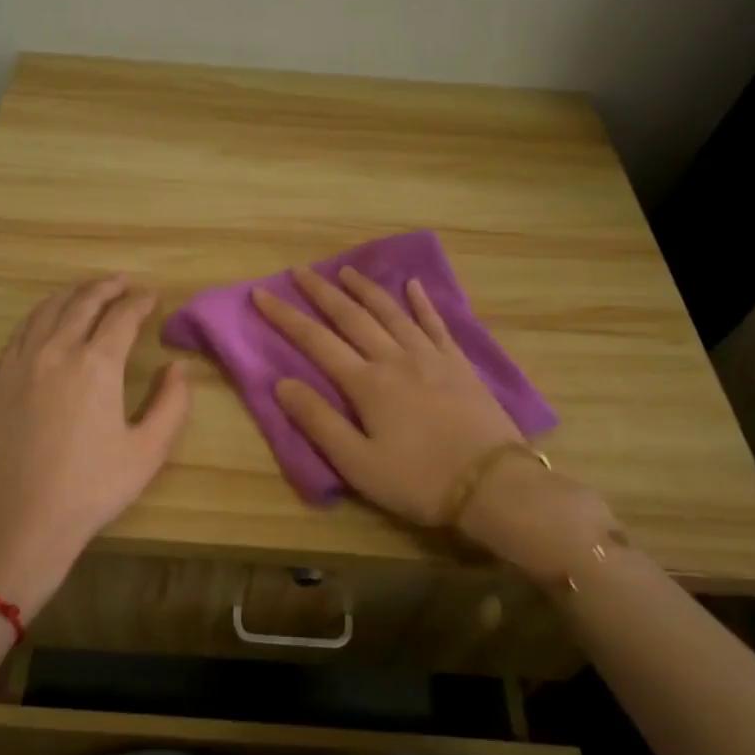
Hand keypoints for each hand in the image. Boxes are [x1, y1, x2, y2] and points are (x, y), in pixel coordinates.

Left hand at [0, 277, 190, 617]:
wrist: (19, 520)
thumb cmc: (91, 488)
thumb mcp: (147, 452)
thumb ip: (171, 404)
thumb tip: (179, 368)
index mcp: (97, 365)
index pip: (122, 317)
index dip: (140, 302)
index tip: (153, 296)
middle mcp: (57, 351)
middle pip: (83, 302)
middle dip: (107, 287)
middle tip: (124, 282)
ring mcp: (22, 363)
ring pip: (48, 310)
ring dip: (73, 293)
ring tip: (89, 290)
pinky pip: (22, 330)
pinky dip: (42, 313)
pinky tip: (48, 319)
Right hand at [254, 266, 616, 583]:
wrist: (492, 484)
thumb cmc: (418, 480)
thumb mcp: (357, 463)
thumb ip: (319, 421)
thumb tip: (283, 383)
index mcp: (367, 383)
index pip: (316, 341)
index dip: (285, 316)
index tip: (262, 293)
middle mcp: (395, 358)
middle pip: (352, 316)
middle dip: (322, 292)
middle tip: (299, 271)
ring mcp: (430, 357)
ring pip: (391, 312)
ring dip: (365, 289)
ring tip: (346, 270)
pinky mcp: (458, 364)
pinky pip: (436, 324)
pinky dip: (422, 302)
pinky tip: (413, 285)